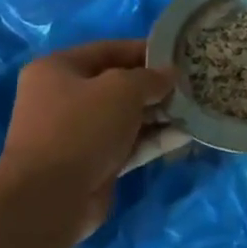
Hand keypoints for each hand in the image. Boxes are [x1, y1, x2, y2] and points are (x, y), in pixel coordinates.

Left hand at [0, 40, 173, 239]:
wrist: (50, 197)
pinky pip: (129, 145)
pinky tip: (186, 136)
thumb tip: (169, 75)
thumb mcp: (121, 89)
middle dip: (156, 86)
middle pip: (118, 85)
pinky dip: (154, 140)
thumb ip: (150, 78)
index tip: (179, 54)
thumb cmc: (81, 128)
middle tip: (192, 85)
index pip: (108, 50)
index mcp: (58, 69)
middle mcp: (64, 98)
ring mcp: (78, 134)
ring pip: (126, 118)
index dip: (145, 50)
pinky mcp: (94, 164)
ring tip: (196, 109)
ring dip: (159, 115)